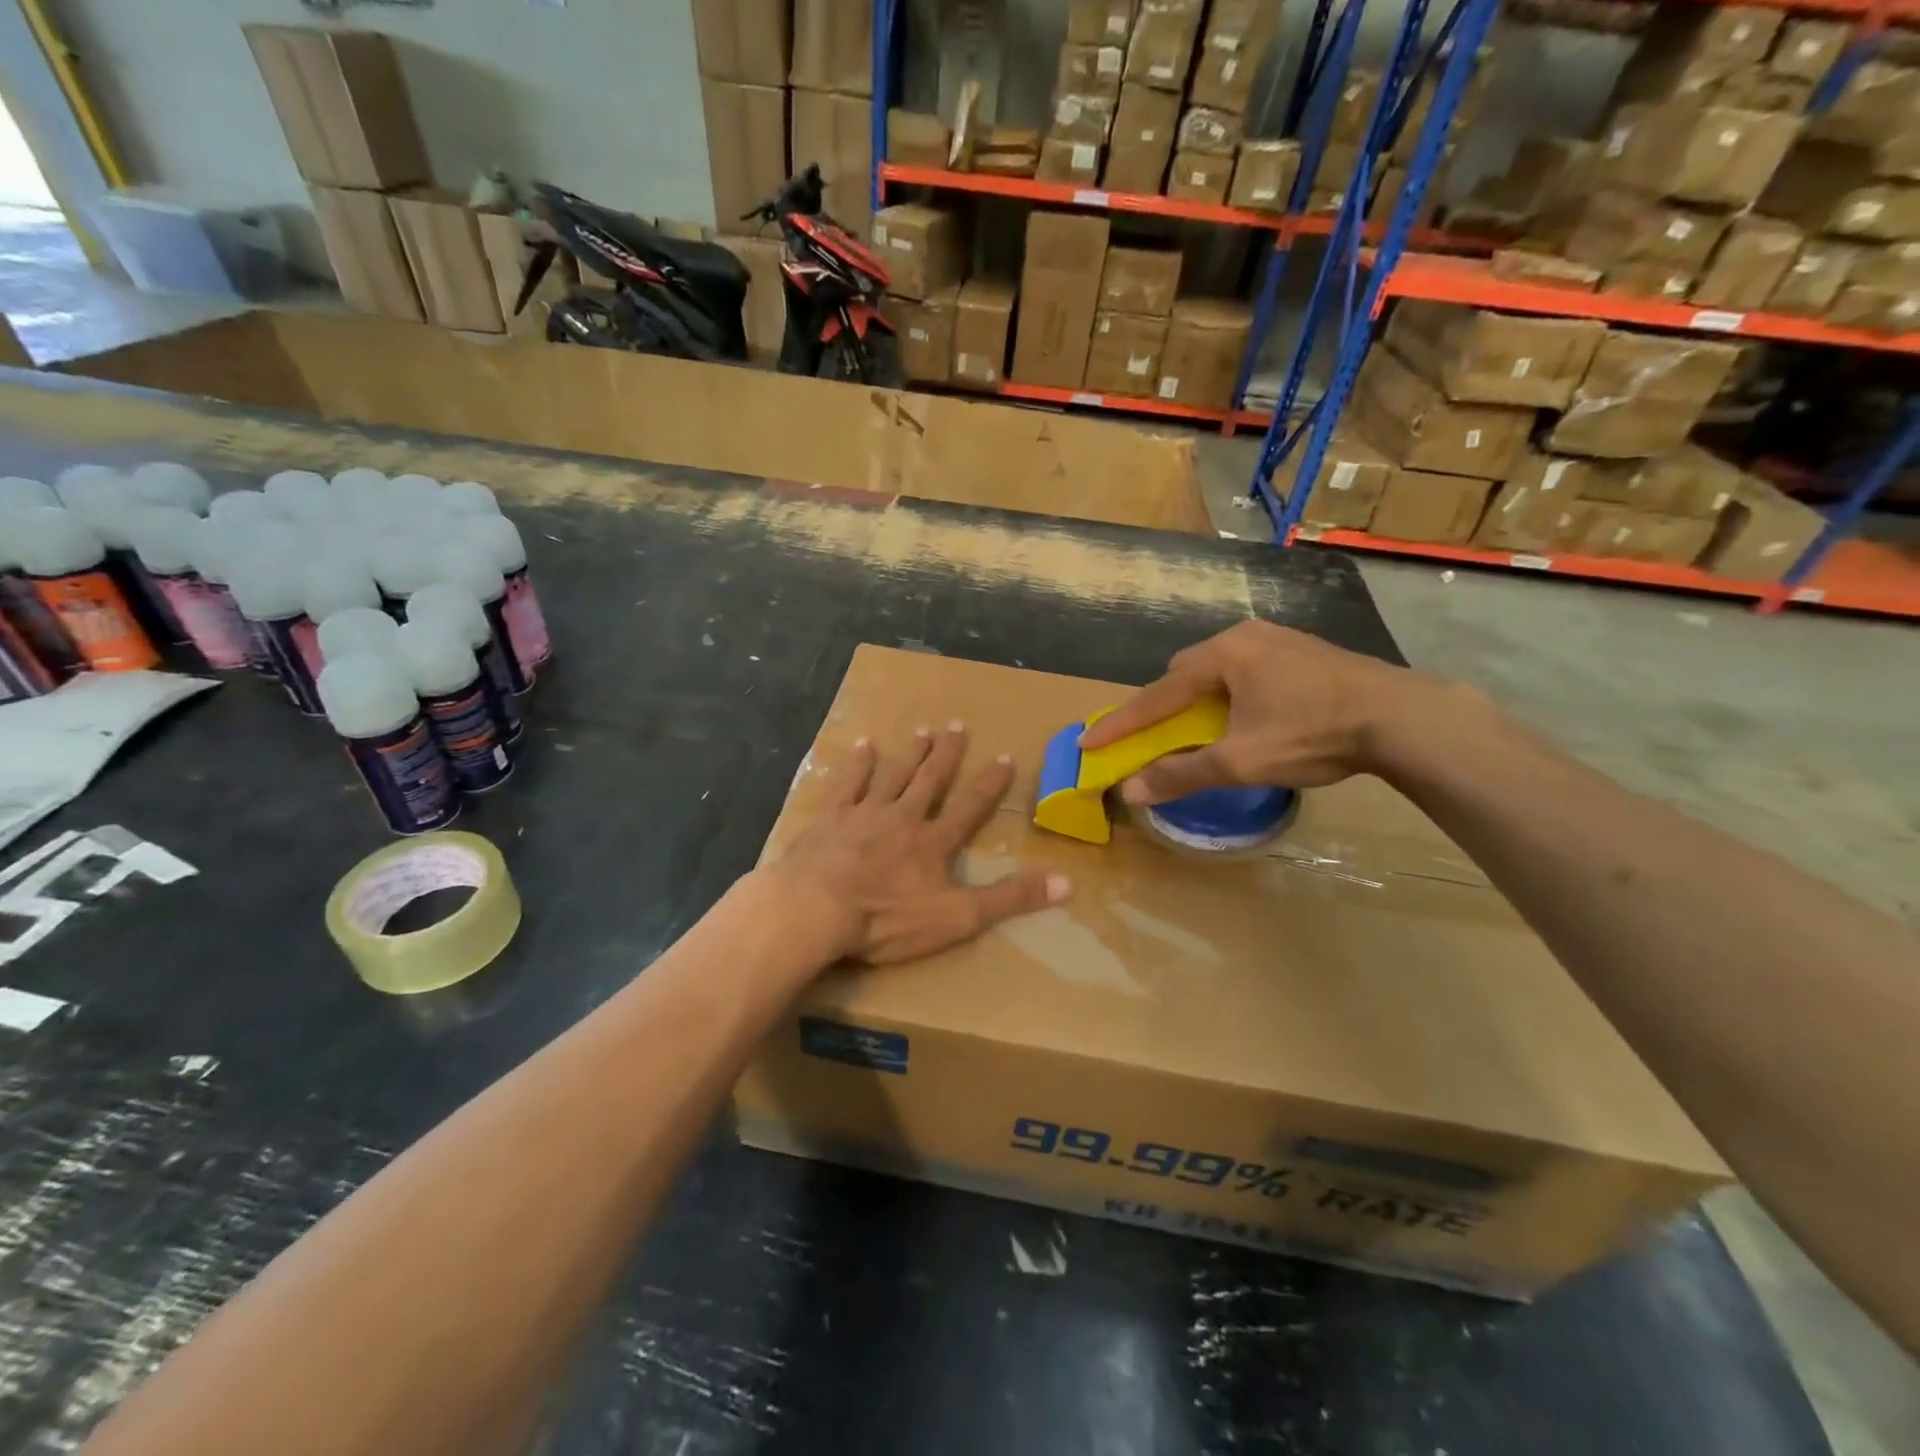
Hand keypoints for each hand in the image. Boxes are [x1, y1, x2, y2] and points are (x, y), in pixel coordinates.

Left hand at [763, 724, 1069, 963]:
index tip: (1004, 756)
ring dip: (910, 753)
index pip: (970, 807)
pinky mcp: (830, 819)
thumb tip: (1066, 882)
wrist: (816, 910)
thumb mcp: (958, 917)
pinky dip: (857, 764)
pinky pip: (848, 784)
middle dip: (946, 754)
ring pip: (893, 775)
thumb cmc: (887, 918)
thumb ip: (1009, 899)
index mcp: (933, 842)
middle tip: (957, 725)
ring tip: (922, 731)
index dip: (990, 783)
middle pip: (930, 780)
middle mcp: (903, 817)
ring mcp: (864, 813)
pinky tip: (863, 745)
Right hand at [1077, 621, 1421, 802]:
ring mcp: (1278, 638)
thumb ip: (1182, 774)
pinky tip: (1249, 714)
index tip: (1089, 742)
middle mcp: (1244, 636)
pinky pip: (1248, 668)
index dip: (1121, 722)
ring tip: (1204, 728)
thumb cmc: (1313, 734)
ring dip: (1201, 698)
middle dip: (1164, 704)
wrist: (1403, 717)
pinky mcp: (1304, 649)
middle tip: (1156, 735)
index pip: (1156, 694)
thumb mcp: (1241, 761)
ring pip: (1219, 668)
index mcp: (1222, 656)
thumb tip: (1130, 790)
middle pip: (1185, 672)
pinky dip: (1232, 692)